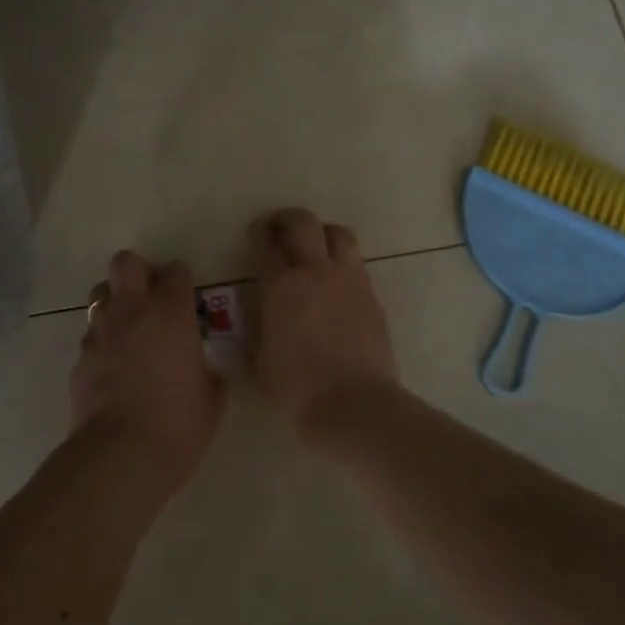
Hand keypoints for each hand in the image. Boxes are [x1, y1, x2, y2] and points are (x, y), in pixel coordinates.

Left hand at [71, 251, 224, 496]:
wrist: (121, 456)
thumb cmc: (178, 424)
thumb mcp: (212, 398)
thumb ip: (208, 371)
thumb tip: (202, 368)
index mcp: (171, 312)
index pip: (176, 271)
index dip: (181, 282)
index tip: (186, 300)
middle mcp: (132, 310)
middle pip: (126, 262)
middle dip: (137, 272)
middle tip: (150, 299)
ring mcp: (101, 332)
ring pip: (100, 293)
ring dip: (114, 304)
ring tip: (127, 330)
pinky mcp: (80, 357)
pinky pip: (90, 335)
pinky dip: (101, 343)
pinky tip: (111, 368)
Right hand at [249, 208, 399, 434]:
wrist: (354, 405)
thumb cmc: (297, 391)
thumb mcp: (259, 362)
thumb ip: (259, 329)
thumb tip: (260, 319)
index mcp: (280, 286)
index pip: (264, 247)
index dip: (257, 237)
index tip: (253, 237)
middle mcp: (314, 272)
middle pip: (302, 223)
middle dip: (286, 218)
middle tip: (276, 228)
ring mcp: (348, 280)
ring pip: (338, 233)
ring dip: (321, 232)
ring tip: (312, 245)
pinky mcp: (371, 295)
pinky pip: (356, 262)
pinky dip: (342, 261)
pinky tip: (335, 279)